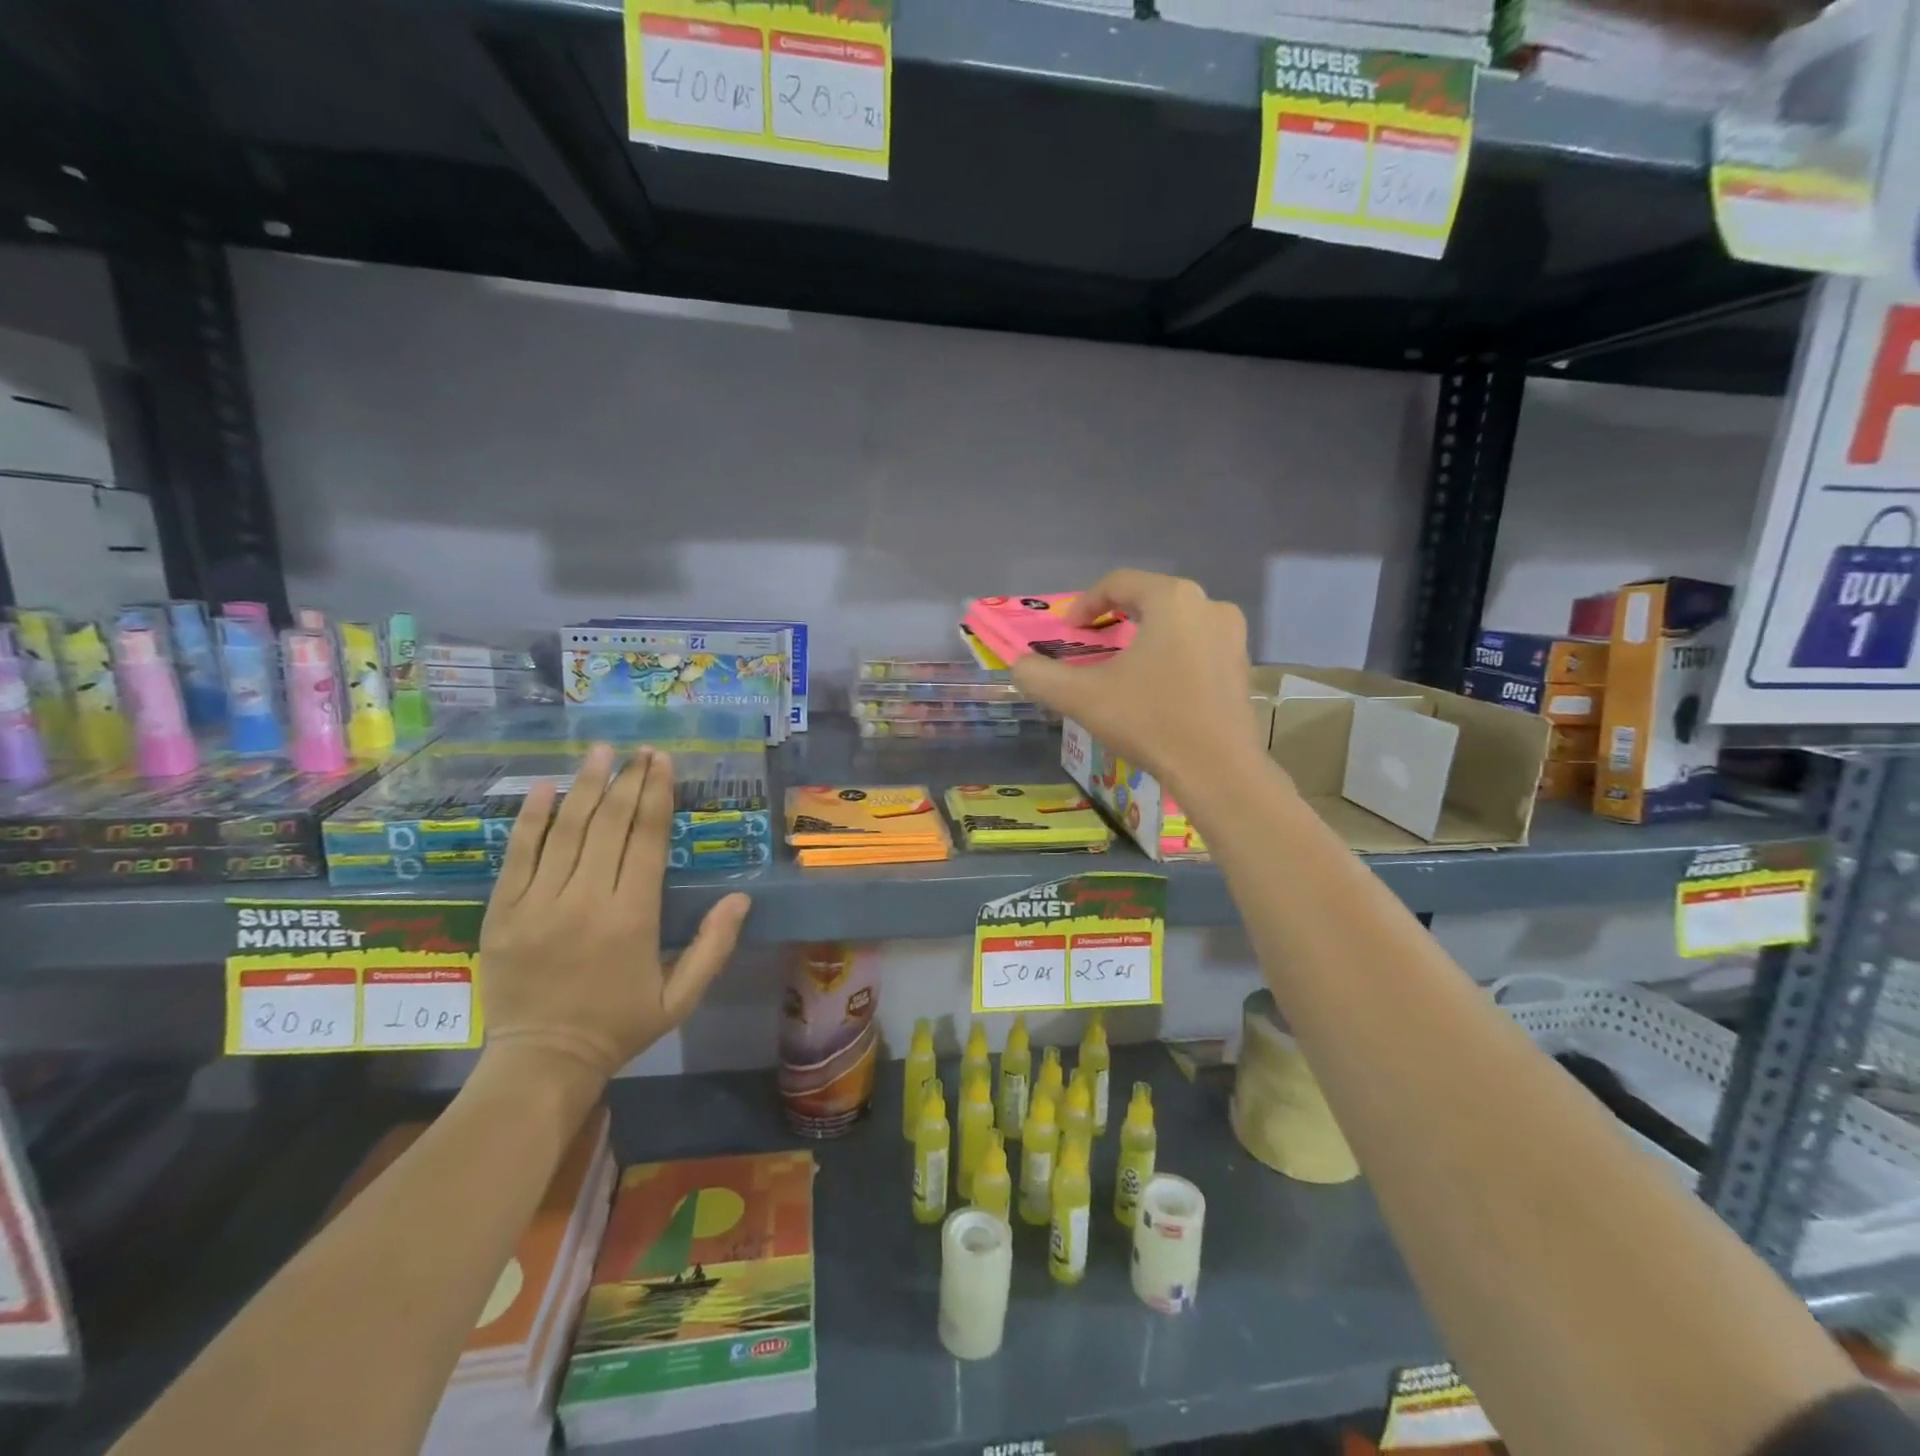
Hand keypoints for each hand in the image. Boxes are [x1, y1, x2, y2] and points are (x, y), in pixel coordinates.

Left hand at [477, 744, 750, 1083]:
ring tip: (600, 752)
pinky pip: (518, 855)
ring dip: (585, 786)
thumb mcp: (681, 997)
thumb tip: (741, 898)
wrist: (541, 1062)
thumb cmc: (619, 1025)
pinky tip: (545, 787)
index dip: (656, 795)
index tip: (662, 762)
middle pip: (608, 825)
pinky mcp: (503, 911)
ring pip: (566, 831)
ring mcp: (538, 903)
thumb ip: (714, 946)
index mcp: (632, 917)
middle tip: (640, 750)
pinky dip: (531, 818)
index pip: (645, 839)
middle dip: (627, 781)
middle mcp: (585, 900)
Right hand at [1011, 570, 1259, 797]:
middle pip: (1150, 599)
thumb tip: (1019, 666)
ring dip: (1145, 638)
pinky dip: (1170, 657)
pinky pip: (1196, 648)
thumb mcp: (1082, 697)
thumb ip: (1041, 676)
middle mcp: (1208, 606)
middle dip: (1115, 618)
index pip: (1119, 582)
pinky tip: (1156, 689)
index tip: (1067, 631)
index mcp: (1172, 599)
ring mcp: (1232, 637)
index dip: (1085, 603)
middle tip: (1092, 644)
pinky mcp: (1241, 667)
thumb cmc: (1149, 720)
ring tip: (1122, 667)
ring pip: (1176, 624)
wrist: (1217, 769)